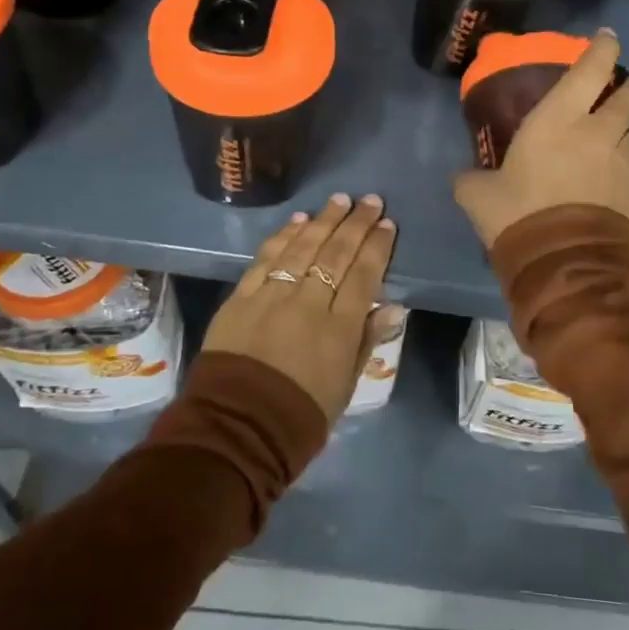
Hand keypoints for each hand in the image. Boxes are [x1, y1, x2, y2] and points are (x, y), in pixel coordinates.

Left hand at [203, 194, 397, 424]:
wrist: (237, 429)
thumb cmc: (300, 415)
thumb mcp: (345, 386)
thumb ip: (366, 341)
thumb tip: (391, 306)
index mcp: (339, 328)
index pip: (364, 274)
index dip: (377, 246)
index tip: (387, 223)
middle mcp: (308, 303)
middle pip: (336, 253)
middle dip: (356, 223)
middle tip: (369, 200)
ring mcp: (272, 296)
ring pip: (303, 248)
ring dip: (323, 221)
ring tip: (339, 200)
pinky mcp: (241, 297)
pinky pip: (266, 259)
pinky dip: (284, 236)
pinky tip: (298, 221)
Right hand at [453, 29, 628, 248]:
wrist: (567, 263)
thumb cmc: (519, 214)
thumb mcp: (480, 197)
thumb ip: (471, 181)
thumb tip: (462, 178)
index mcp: (558, 120)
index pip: (590, 70)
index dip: (602, 49)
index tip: (608, 37)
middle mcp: (598, 133)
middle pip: (628, 100)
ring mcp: (624, 165)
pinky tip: (624, 182)